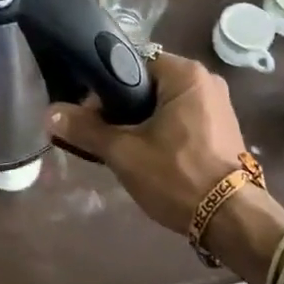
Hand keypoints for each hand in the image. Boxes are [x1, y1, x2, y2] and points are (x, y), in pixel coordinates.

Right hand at [47, 54, 247, 231]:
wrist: (233, 221)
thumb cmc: (178, 175)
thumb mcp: (124, 152)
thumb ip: (86, 129)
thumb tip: (50, 114)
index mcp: (186, 73)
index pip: (134, 62)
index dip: (107, 85)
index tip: (92, 113)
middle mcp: (206, 81)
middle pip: (149, 83)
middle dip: (123, 107)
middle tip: (104, 135)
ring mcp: (219, 106)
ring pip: (165, 104)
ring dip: (143, 122)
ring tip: (123, 149)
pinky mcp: (224, 129)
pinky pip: (183, 119)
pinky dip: (164, 132)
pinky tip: (150, 157)